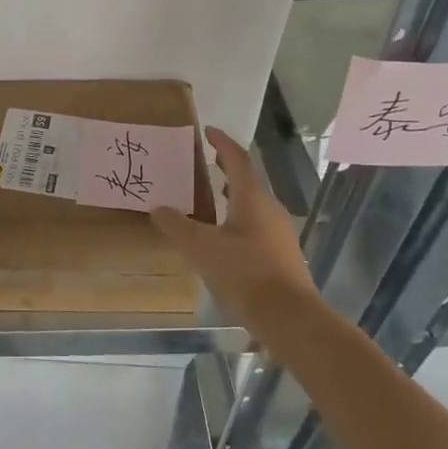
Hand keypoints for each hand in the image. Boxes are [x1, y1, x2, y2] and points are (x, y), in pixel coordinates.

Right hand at [150, 127, 317, 324]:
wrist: (289, 317)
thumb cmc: (244, 273)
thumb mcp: (200, 247)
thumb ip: (177, 225)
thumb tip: (158, 207)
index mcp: (252, 198)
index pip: (237, 159)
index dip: (222, 143)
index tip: (208, 131)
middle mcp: (269, 209)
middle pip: (247, 181)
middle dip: (226, 170)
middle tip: (206, 163)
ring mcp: (279, 233)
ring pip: (252, 205)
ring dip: (232, 196)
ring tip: (210, 198)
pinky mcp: (282, 255)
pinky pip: (256, 226)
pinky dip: (238, 219)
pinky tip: (224, 237)